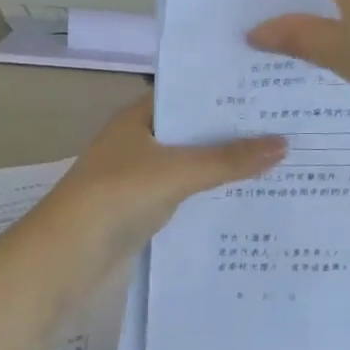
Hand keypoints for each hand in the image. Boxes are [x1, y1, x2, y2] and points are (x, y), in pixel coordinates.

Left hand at [41, 96, 283, 275]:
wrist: (63, 261)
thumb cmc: (116, 197)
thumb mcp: (177, 172)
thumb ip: (229, 160)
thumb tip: (284, 143)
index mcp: (138, 117)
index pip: (188, 93)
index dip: (224, 91)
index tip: (268, 89)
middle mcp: (138, 141)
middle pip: (192, 130)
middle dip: (232, 130)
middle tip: (287, 124)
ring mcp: (138, 178)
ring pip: (191, 164)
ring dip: (223, 165)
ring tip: (280, 159)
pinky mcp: (142, 211)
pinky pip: (185, 195)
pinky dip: (210, 195)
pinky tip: (246, 198)